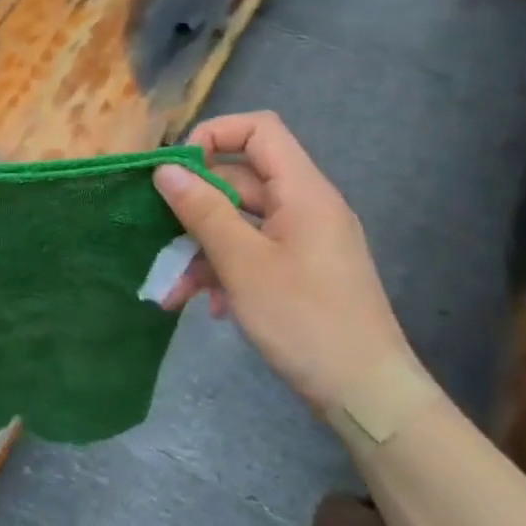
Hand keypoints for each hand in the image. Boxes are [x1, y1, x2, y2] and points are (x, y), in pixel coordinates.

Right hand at [153, 112, 416, 415]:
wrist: (366, 394)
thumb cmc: (304, 320)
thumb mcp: (243, 264)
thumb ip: (203, 211)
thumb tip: (166, 170)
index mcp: (302, 192)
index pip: (259, 130)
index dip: (214, 136)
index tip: (176, 172)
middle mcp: (305, 207)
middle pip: (241, 181)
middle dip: (195, 208)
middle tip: (158, 236)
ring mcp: (304, 242)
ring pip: (240, 223)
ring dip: (202, 250)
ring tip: (173, 292)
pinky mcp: (300, 272)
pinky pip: (253, 253)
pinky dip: (225, 272)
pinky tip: (209, 307)